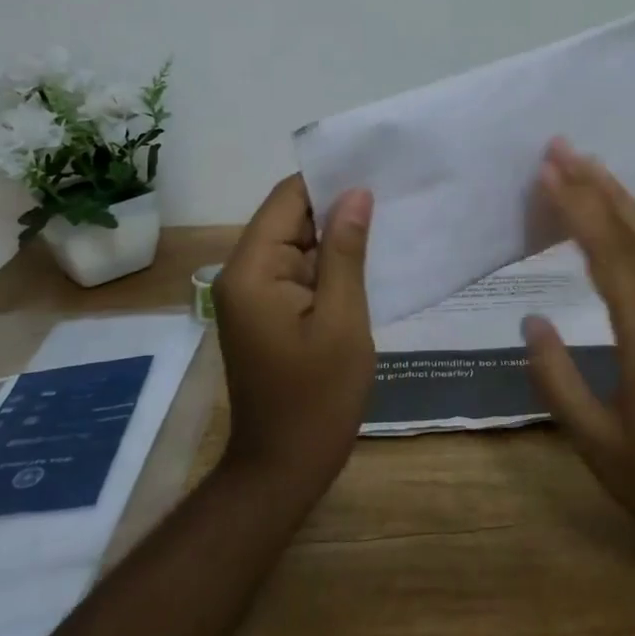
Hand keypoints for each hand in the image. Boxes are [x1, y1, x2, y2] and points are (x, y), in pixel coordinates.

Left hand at [214, 175, 376, 491]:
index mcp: (253, 270)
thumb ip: (346, 252)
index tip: (373, 166)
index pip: (286, 199)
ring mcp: (253, 295)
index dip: (327, 179)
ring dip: (335, 235)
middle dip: (336, 205)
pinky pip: (298, 272)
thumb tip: (356, 194)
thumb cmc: (317, 398)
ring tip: (388, 216)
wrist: (283, 469)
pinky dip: (329, 264)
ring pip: (296, 244)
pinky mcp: (267, 313)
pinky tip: (368, 258)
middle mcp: (243, 274)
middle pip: (289, 218)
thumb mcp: (343, 320)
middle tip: (391, 190)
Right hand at [524, 141, 634, 572]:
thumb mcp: (595, 441)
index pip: (606, 256)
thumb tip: (532, 321)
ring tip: (597, 165)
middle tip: (562, 149)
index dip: (576, 209)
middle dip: (595, 187)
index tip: (548, 173)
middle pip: (633, 236)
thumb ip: (558, 379)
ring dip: (629, 201)